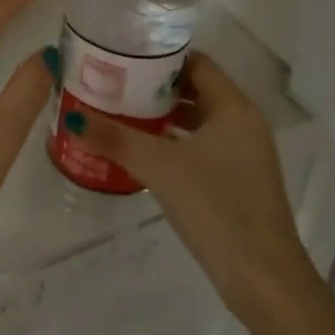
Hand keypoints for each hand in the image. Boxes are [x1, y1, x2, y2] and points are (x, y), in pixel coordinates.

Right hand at [63, 52, 324, 326]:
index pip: (195, 62)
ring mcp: (244, 154)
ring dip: (162, 115)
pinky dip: (174, 142)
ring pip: (197, 120)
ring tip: (119, 113)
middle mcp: (243, 123)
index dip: (159, 56)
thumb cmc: (216, 206)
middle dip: (154, 86)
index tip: (122, 56)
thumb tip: (71, 118)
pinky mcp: (238, 181)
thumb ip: (114, 138)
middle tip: (112, 84)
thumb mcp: (159, 166)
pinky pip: (201, 146)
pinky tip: (143, 151)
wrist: (263, 278)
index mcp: (233, 107)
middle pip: (194, 89)